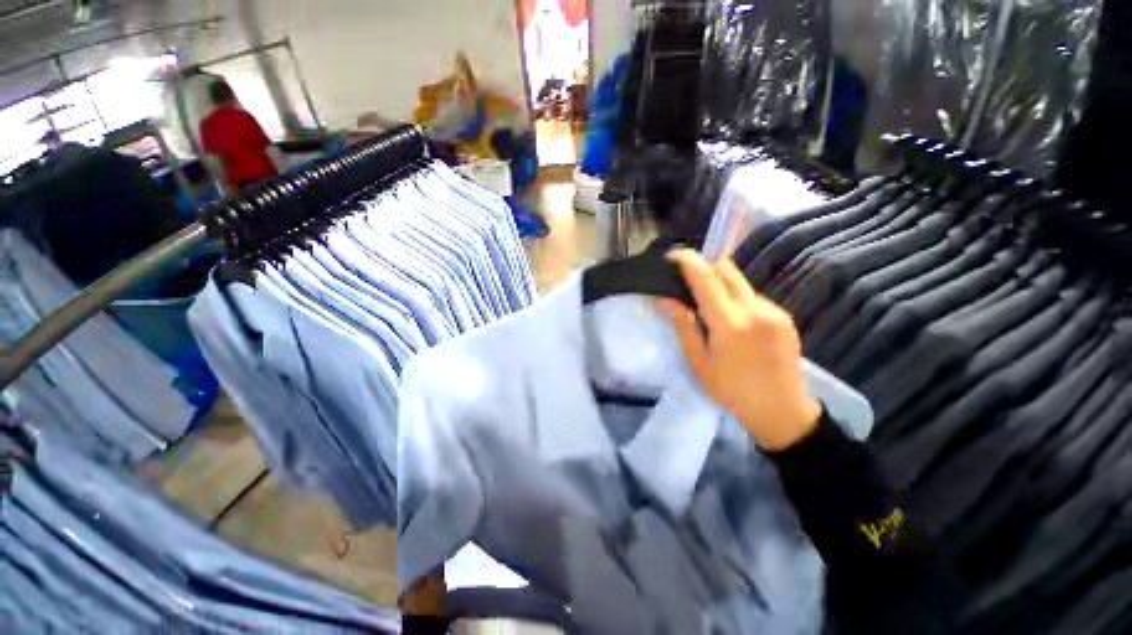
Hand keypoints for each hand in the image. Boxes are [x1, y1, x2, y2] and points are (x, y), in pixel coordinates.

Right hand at [658, 250, 821, 450]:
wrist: (783, 412)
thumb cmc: (732, 391)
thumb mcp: (699, 363)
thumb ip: (683, 327)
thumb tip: (666, 300)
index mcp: (731, 324)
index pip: (706, 280)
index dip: (689, 262)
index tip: (674, 255)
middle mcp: (756, 309)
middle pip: (727, 270)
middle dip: (705, 269)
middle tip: (688, 285)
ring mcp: (774, 310)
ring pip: (740, 282)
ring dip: (721, 286)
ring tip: (711, 311)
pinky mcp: (784, 316)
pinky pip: (753, 296)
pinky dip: (736, 299)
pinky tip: (733, 322)